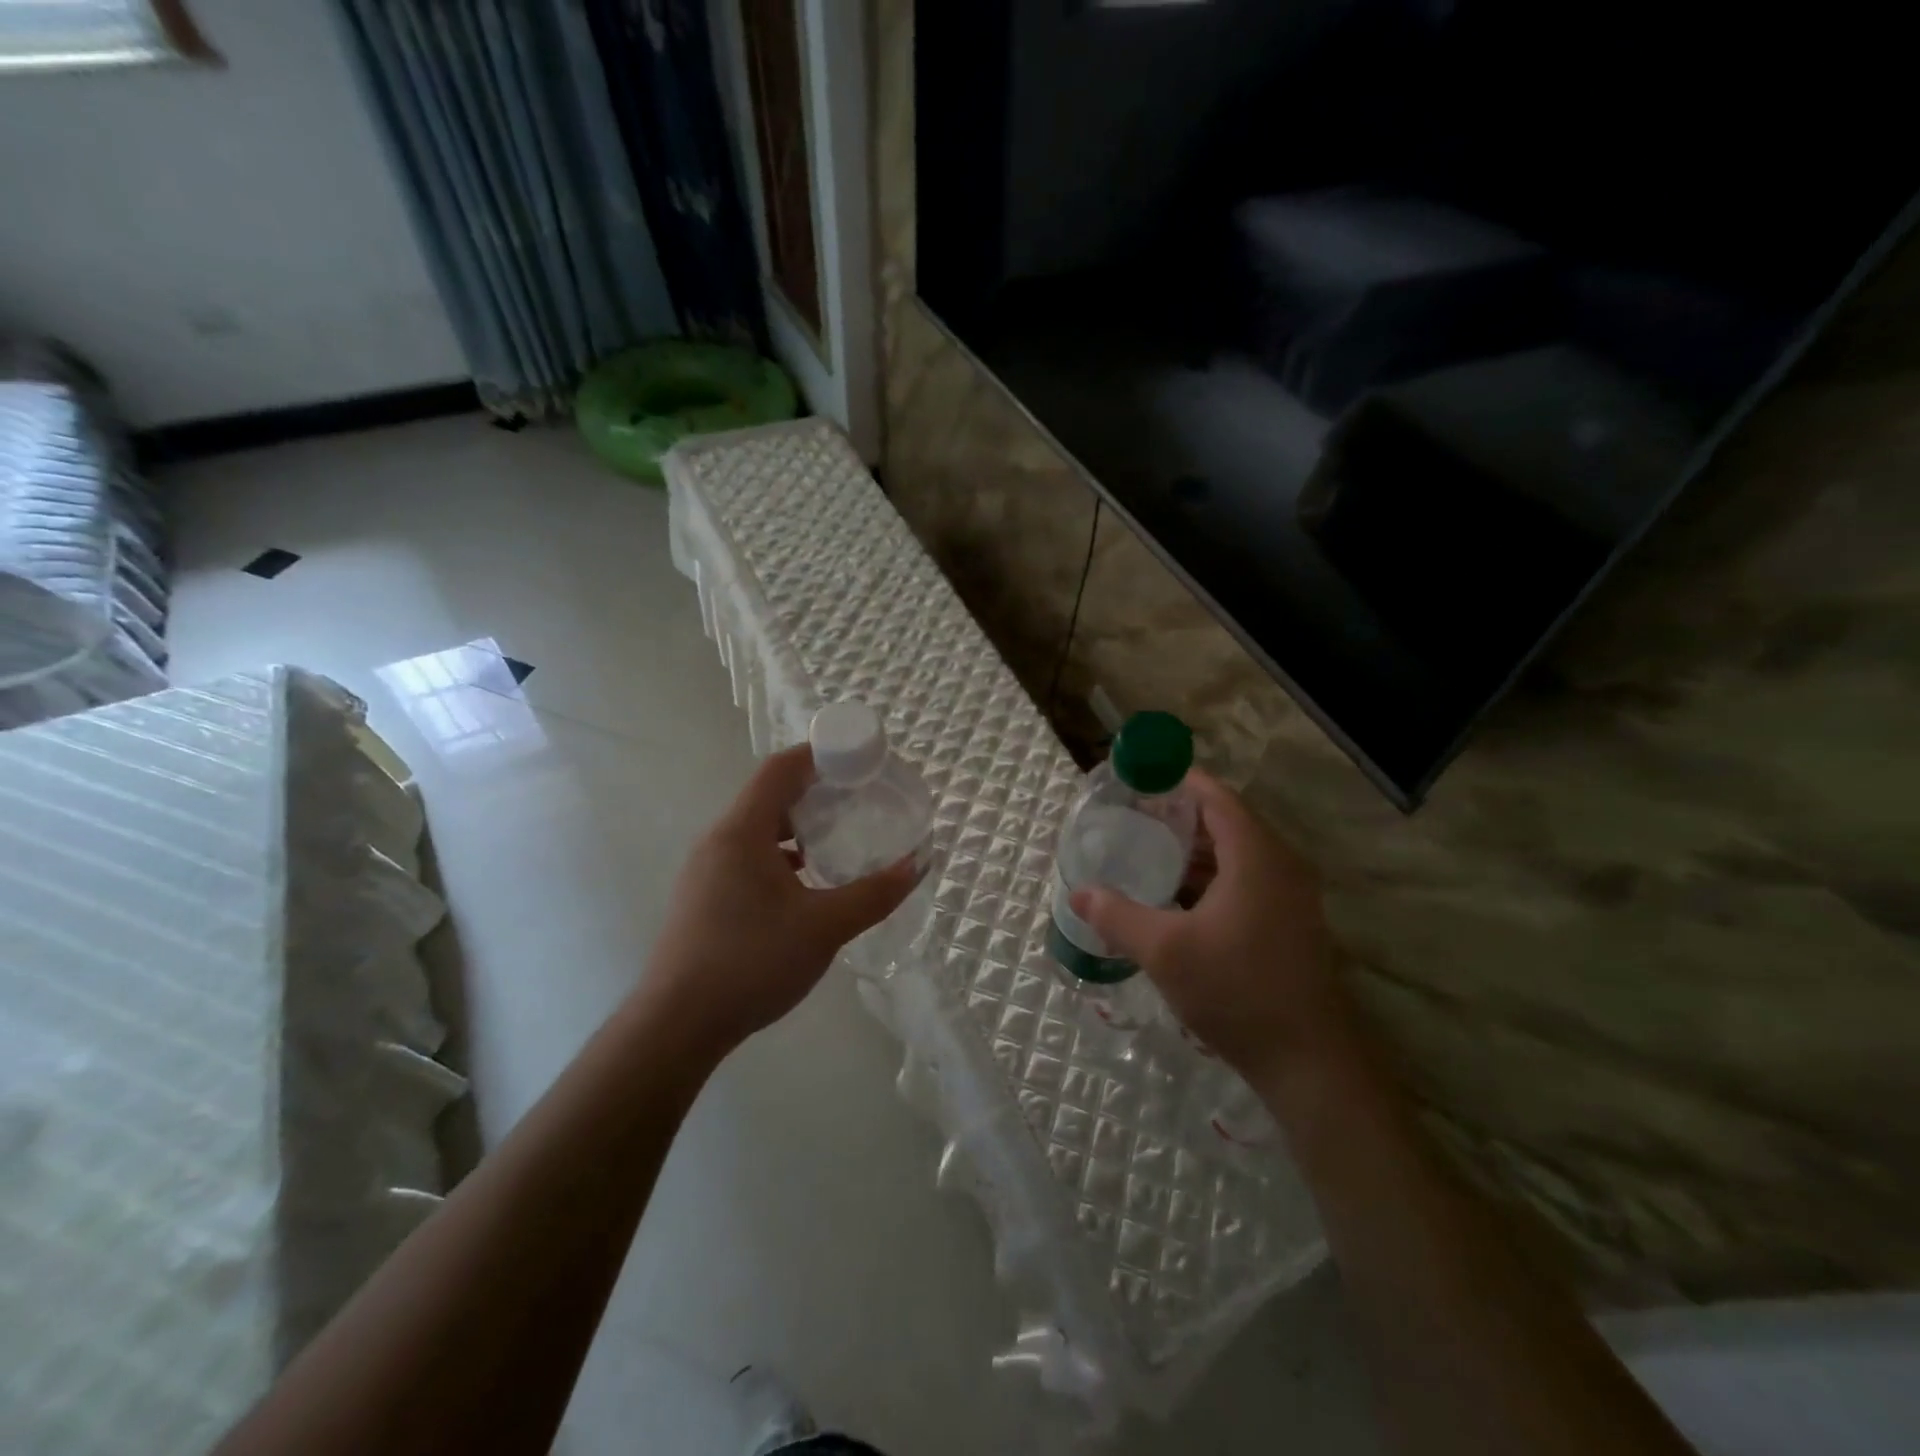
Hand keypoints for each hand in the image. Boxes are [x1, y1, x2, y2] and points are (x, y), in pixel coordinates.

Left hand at [636, 745, 919, 1056]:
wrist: (676, 1026)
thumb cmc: (751, 962)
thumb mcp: (824, 927)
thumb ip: (874, 894)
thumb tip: (917, 865)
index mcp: (742, 832)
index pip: (780, 769)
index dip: (818, 754)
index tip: (857, 760)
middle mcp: (718, 841)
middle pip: (769, 796)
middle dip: (815, 791)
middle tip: (858, 800)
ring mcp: (706, 871)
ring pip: (757, 830)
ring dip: (797, 827)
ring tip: (837, 839)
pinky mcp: (703, 898)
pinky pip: (747, 857)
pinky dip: (780, 855)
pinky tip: (805, 883)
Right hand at [1070, 771, 1353, 1089]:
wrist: (1310, 1063)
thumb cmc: (1237, 991)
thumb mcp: (1164, 951)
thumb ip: (1117, 916)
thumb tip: (1078, 893)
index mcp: (1256, 856)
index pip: (1216, 797)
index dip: (1178, 781)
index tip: (1139, 778)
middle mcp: (1280, 866)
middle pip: (1226, 822)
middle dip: (1179, 816)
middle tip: (1132, 817)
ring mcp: (1290, 897)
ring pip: (1236, 855)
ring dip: (1194, 851)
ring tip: (1146, 853)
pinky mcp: (1289, 924)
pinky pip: (1245, 881)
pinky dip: (1210, 878)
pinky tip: (1176, 899)